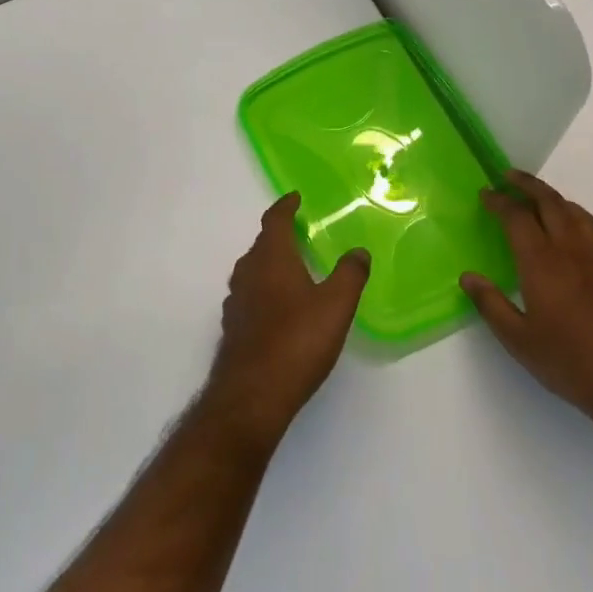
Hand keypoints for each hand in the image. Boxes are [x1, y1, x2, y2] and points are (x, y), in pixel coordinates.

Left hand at [202, 194, 368, 449]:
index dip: (285, 207)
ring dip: (271, 264)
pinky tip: (279, 308)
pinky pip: (250, 296)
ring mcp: (235, 301)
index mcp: (270, 258)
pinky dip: (265, 291)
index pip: (274, 220)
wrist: (253, 394)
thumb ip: (350, 274)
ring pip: (253, 271)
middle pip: (262, 244)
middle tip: (300, 234)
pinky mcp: (233, 327)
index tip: (295, 198)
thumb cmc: (297, 340)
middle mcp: (247, 272)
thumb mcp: (336, 305)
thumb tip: (359, 251)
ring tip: (293, 269)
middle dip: (279, 236)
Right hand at [461, 171, 592, 433]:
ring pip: (576, 213)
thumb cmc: (571, 363)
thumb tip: (468, 277)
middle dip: (528, 186)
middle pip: (551, 203)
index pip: (518, 218)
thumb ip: (491, 305)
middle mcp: (571, 252)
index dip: (500, 202)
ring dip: (554, 197)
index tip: (484, 193)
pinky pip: (590, 229)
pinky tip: (567, 232)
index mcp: (543, 263)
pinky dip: (572, 216)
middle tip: (508, 176)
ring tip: (538, 197)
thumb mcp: (519, 340)